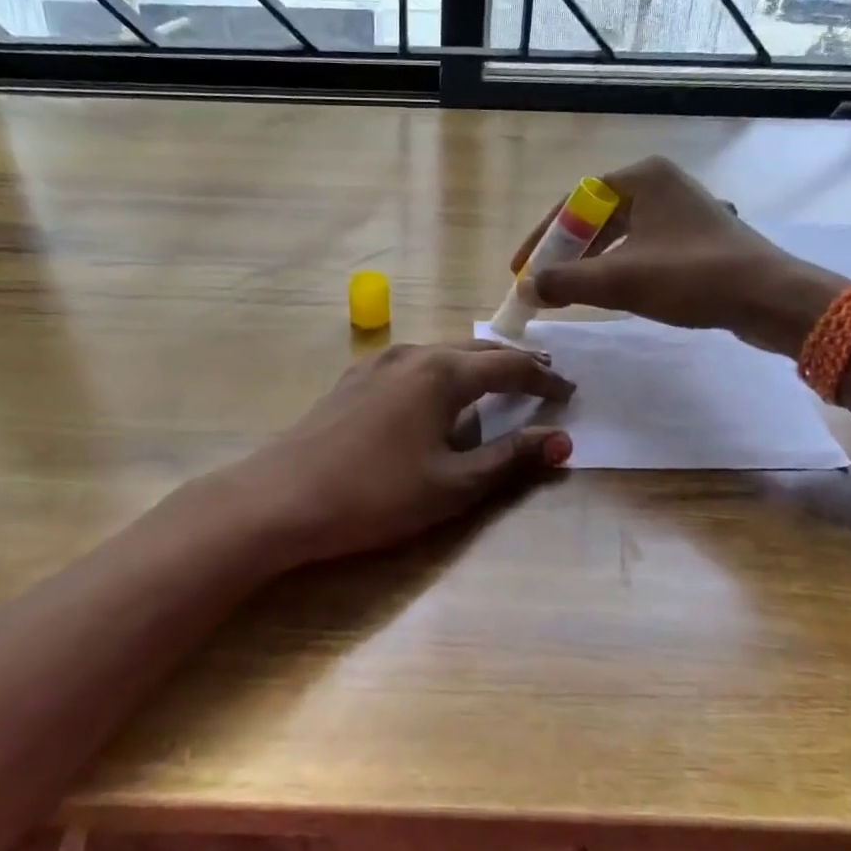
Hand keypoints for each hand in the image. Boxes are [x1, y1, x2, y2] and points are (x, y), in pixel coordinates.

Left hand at [227, 341, 574, 568]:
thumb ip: (510, 459)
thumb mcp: (453, 485)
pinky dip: (441, 373)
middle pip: (476, 351)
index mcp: (442, 373)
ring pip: (442, 354)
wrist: (281, 499)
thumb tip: (563, 441)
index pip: (509, 367)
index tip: (570, 392)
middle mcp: (412, 354)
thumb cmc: (376, 496)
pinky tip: (437, 395)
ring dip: (476, 366)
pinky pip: (413, 365)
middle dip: (513, 364)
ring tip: (498, 384)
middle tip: (543, 378)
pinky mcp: (354, 379)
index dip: (544, 379)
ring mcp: (377, 363)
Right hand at [510, 156, 846, 353]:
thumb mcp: (620, 280)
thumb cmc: (692, 278)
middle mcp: (662, 184)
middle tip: (543, 283)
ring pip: (620, 235)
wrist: (770, 298)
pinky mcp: (696, 236)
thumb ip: (565, 282)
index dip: (542, 238)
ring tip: (571, 293)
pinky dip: (620, 267)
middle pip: (595, 218)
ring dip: (591, 263)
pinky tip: (612, 293)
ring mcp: (682, 210)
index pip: (573, 202)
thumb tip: (527, 288)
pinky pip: (643, 247)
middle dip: (566, 253)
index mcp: (642, 177)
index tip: (521, 268)